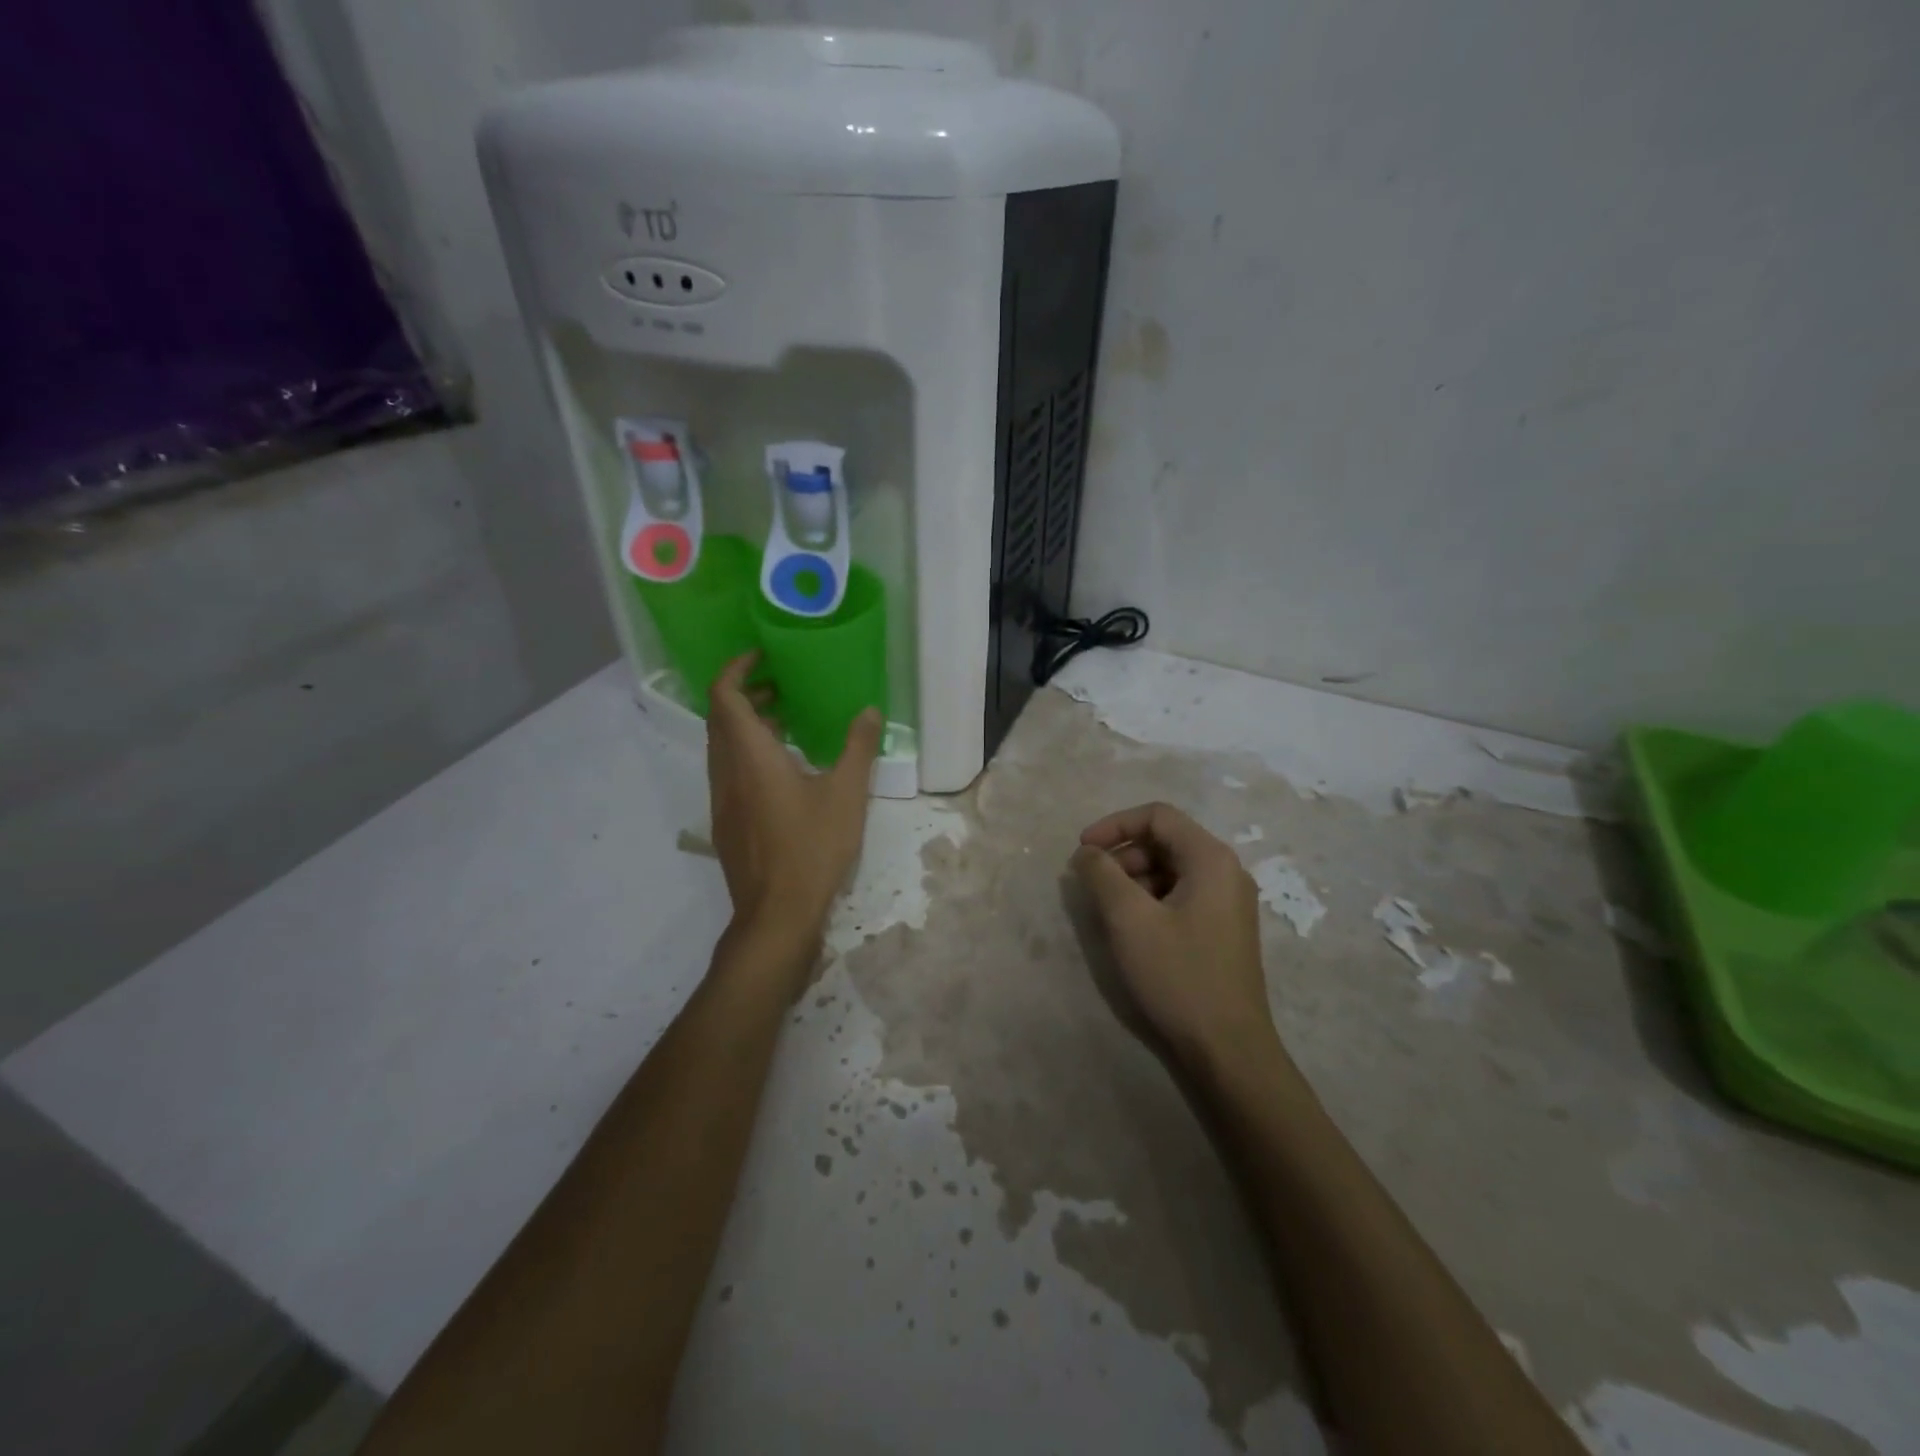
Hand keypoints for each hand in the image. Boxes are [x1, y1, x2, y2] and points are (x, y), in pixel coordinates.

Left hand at [707, 652, 882, 945]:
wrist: (776, 914)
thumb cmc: (812, 848)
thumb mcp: (846, 794)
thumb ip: (858, 748)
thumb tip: (869, 711)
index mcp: (749, 756)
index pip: (724, 696)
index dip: (736, 669)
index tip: (762, 656)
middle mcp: (726, 772)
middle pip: (720, 718)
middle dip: (746, 694)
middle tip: (781, 686)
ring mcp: (722, 800)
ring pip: (723, 747)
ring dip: (746, 726)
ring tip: (787, 723)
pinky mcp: (727, 822)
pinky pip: (729, 772)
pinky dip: (748, 754)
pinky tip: (784, 771)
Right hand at [1071, 802, 1281, 1071]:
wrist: (1228, 1049)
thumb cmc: (1179, 975)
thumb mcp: (1129, 920)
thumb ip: (1102, 875)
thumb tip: (1087, 853)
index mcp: (1211, 859)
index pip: (1157, 816)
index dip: (1114, 825)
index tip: (1082, 851)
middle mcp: (1226, 872)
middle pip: (1166, 840)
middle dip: (1123, 854)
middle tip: (1094, 884)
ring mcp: (1229, 902)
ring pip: (1172, 869)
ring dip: (1134, 878)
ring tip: (1109, 910)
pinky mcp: (1224, 929)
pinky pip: (1182, 895)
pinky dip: (1152, 899)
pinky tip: (1134, 929)